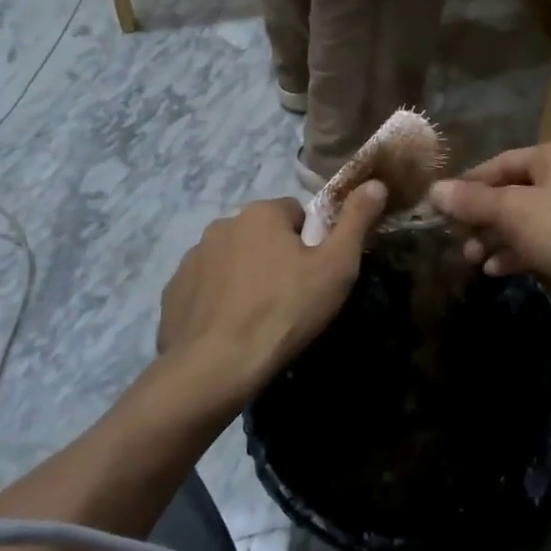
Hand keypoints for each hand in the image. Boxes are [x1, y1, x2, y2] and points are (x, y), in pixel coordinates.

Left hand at [156, 182, 386, 410]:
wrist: (215, 366)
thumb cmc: (285, 310)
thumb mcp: (336, 267)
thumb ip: (357, 220)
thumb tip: (376, 183)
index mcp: (261, 213)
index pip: (296, 214)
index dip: (311, 244)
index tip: (314, 276)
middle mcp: (222, 224)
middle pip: (262, 235)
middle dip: (276, 258)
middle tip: (291, 299)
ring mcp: (192, 258)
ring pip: (232, 260)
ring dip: (246, 278)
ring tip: (260, 318)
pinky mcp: (173, 291)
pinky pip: (205, 288)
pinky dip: (218, 301)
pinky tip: (230, 330)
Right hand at [428, 141, 550, 291]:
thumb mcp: (515, 212)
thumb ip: (473, 201)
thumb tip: (434, 190)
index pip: (499, 164)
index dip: (467, 185)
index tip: (439, 208)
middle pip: (511, 192)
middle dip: (481, 217)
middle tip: (457, 240)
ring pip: (526, 219)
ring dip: (496, 238)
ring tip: (472, 258)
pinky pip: (543, 240)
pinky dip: (519, 252)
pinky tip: (496, 270)